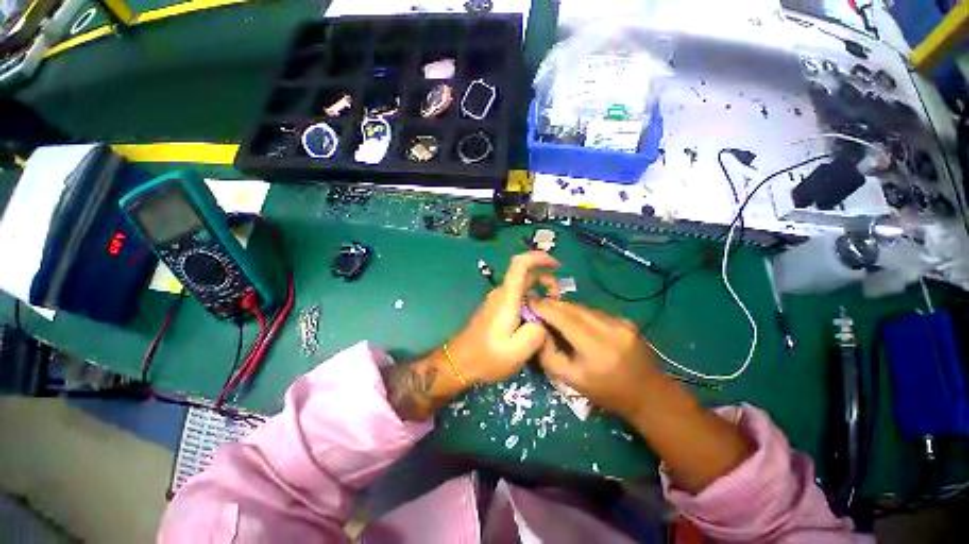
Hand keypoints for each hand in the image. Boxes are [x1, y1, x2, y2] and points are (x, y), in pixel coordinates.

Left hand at [448, 252, 560, 384]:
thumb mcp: (517, 351)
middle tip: (559, 297)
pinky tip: (538, 317)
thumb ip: (536, 333)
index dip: (539, 257)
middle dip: (546, 278)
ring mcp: (498, 300)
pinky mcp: (497, 308)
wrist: (460, 362)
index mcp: (507, 298)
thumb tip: (542, 320)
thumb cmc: (487, 357)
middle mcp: (501, 293)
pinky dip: (531, 299)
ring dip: (539, 290)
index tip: (557, 265)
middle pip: (525, 273)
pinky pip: (518, 296)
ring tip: (552, 309)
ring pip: (522, 285)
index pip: (520, 264)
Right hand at [529, 299, 659, 419]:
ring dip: (566, 308)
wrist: (647, 394)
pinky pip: (595, 312)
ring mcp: (621, 323)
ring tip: (552, 310)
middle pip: (575, 309)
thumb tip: (538, 331)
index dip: (546, 309)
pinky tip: (574, 319)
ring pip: (585, 308)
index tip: (530, 302)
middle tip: (537, 304)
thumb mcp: (571, 380)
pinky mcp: (626, 321)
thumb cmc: (606, 392)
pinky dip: (580, 313)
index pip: (565, 320)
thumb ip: (549, 355)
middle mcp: (611, 330)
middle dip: (553, 305)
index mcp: (596, 350)